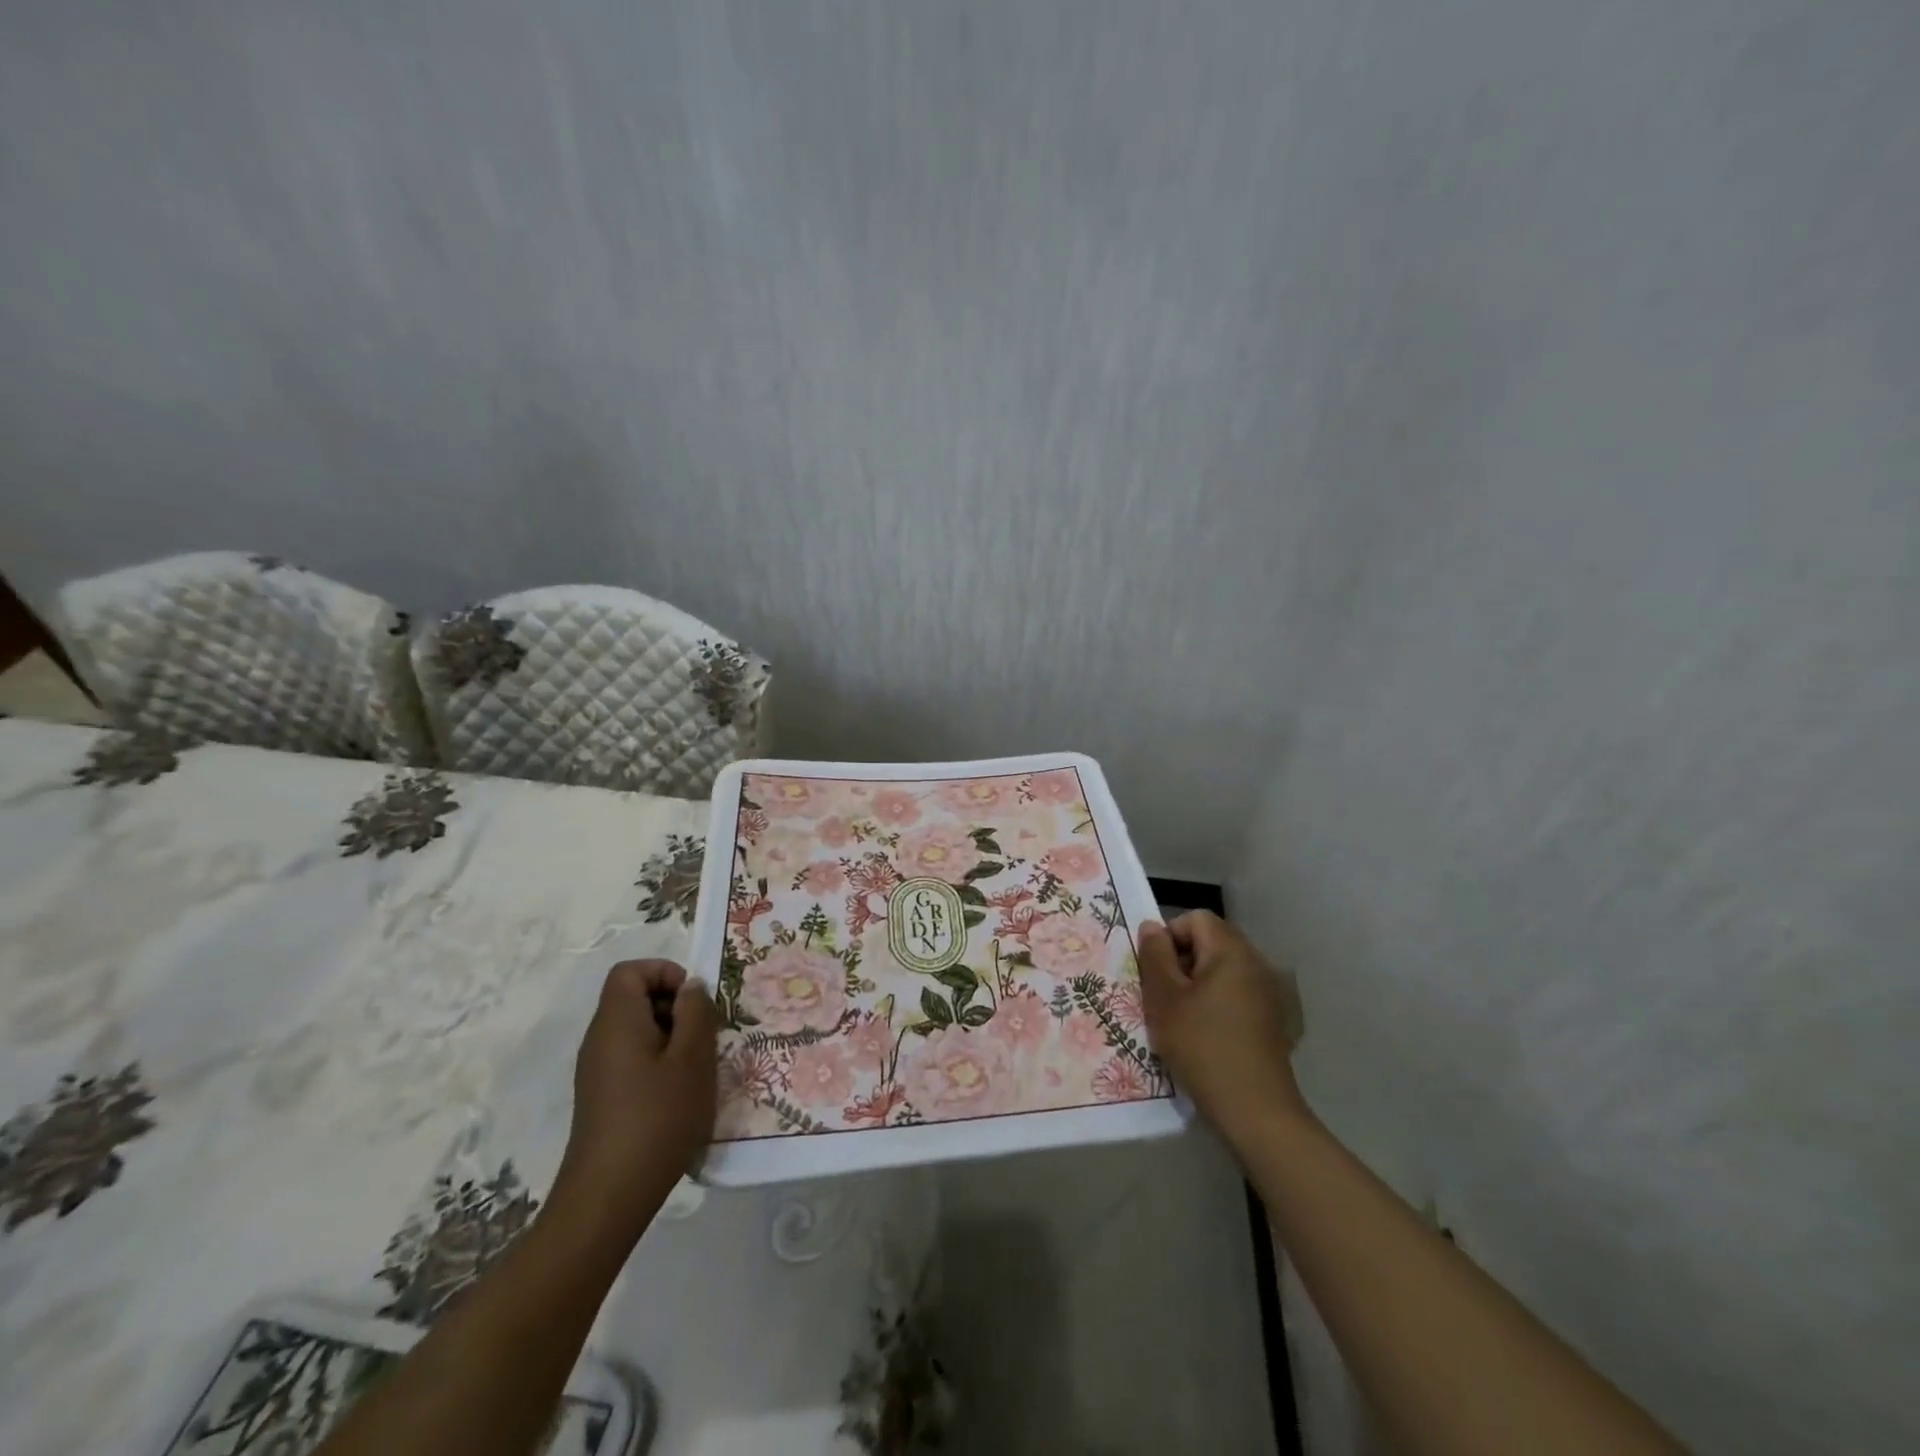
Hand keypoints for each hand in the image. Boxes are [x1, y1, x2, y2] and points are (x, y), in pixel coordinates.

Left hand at [551, 959, 718, 1248]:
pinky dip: (659, 1062)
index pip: (631, 971)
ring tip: (698, 1067)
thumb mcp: (692, 1059)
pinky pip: (633, 1058)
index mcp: (617, 1022)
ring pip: (638, 1030)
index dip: (665, 973)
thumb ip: (696, 1013)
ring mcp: (598, 1070)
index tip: (694, 1002)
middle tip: (705, 1036)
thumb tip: (691, 987)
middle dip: (675, 1006)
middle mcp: (600, 1039)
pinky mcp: (603, 1097)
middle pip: (634, 998)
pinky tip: (680, 1094)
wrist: (608, 1197)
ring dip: (672, 1037)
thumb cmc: (657, 1118)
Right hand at [1139, 912, 1307, 1145]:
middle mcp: (1256, 963)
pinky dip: (1216, 1004)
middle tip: (1162, 996)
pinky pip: (1236, 994)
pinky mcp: (1272, 1019)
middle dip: (1181, 961)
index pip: (1195, 919)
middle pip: (1210, 942)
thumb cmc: (1203, 1046)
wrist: (1255, 1110)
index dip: (1168, 936)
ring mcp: (1269, 992)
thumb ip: (1154, 955)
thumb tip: (1151, 926)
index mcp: (1232, 951)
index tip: (1154, 972)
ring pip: (1222, 970)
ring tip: (1179, 1018)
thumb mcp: (1165, 998)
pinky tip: (1204, 1036)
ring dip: (1196, 984)